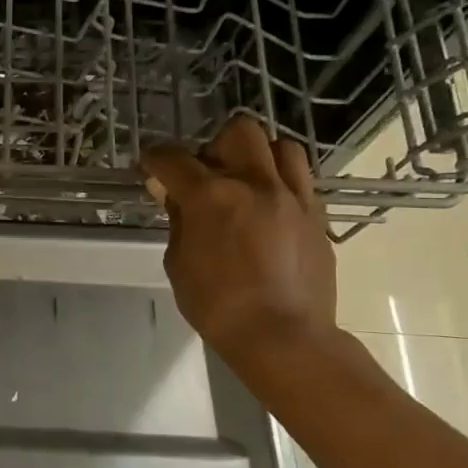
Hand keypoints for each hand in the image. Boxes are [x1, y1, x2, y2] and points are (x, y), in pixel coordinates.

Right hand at [141, 117, 338, 368]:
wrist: (283, 336)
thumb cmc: (217, 305)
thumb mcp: (179, 263)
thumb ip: (178, 221)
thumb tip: (175, 195)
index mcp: (210, 196)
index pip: (173, 158)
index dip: (155, 158)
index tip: (151, 166)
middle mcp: (254, 183)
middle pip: (238, 132)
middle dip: (215, 146)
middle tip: (207, 174)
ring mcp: (292, 197)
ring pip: (281, 145)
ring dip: (257, 156)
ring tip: (246, 182)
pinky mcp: (316, 215)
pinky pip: (300, 179)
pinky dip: (281, 182)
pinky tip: (269, 207)